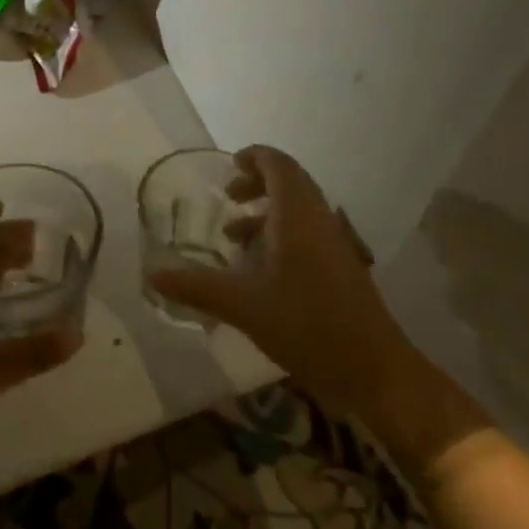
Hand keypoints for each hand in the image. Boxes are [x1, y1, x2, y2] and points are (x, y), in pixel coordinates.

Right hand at [149, 146, 409, 417]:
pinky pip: (307, 233)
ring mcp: (335, 244)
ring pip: (299, 210)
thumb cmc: (307, 326)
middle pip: (290, 182)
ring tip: (234, 236)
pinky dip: (280, 235)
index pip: (278, 165)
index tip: (229, 166)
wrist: (375, 371)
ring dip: (267, 212)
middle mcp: (319, 220)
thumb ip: (197, 287)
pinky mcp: (341, 267)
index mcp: (298, 216)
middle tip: (228, 197)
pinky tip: (260, 270)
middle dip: (256, 183)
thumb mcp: (244, 306)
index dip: (254, 157)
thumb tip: (153, 274)